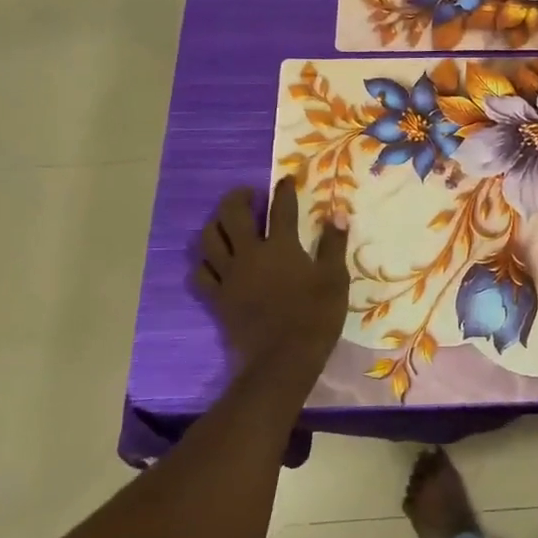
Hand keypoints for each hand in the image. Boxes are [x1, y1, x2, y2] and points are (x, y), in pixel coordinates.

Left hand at [194, 178, 348, 372]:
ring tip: (226, 222)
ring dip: (216, 224)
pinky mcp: (217, 298)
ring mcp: (229, 276)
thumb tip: (337, 214)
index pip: (280, 208)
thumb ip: (333, 244)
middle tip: (248, 194)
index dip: (283, 190)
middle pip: (232, 214)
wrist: (283, 359)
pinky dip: (204, 263)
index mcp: (280, 246)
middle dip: (238, 197)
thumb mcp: (334, 278)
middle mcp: (249, 254)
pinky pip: (200, 274)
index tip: (286, 179)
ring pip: (209, 239)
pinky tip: (212, 262)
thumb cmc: (315, 316)